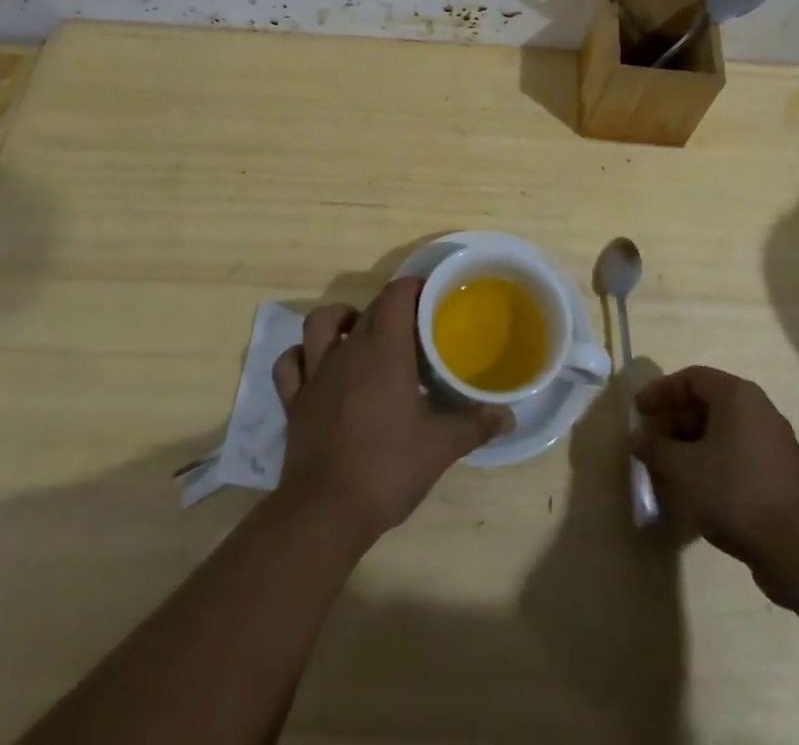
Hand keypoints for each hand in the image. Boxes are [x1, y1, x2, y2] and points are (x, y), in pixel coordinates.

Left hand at [273, 277, 511, 541]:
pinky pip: (290, 364)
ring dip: (340, 319)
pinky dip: (301, 356)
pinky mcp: (294, 400)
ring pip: (320, 323)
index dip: (413, 287)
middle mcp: (348, 351)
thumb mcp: (440, 447)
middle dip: (390, 308)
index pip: (396, 296)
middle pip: (368, 310)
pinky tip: (315, 365)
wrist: (325, 511)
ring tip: (359, 330)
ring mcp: (316, 374)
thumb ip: (474, 425)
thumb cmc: (387, 468)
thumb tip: (509, 416)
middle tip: (414, 326)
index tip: (432, 295)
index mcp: (384, 350)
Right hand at [634, 365, 798, 602]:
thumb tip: (639, 438)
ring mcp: (776, 444)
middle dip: (674, 423)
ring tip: (669, 471)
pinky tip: (697, 492)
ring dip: (692, 447)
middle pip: (708, 405)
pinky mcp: (783, 477)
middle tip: (651, 444)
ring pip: (723, 434)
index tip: (639, 412)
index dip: (660, 392)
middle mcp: (760, 411)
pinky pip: (739, 458)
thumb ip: (655, 448)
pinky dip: (713, 465)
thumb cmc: (734, 492)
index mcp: (738, 396)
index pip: (691, 379)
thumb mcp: (682, 468)